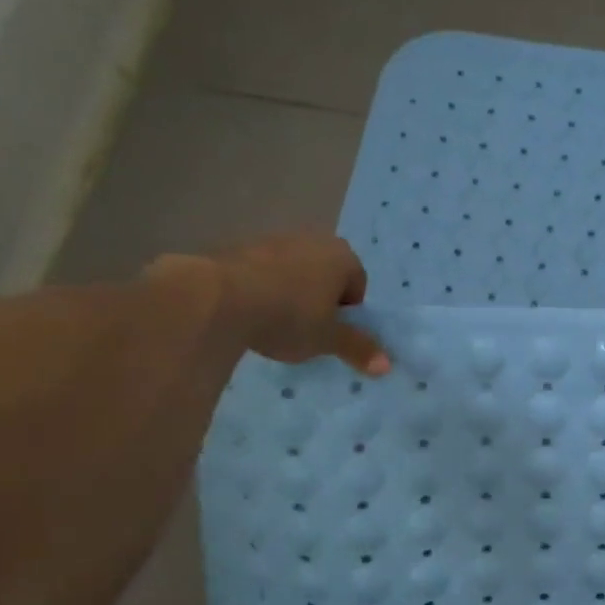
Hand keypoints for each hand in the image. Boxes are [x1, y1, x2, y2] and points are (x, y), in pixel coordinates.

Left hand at [163, 233, 388, 373]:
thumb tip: (387, 366)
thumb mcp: (328, 339)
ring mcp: (273, 239)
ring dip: (290, 295)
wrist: (217, 297)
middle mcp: (312, 239)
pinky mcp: (239, 247)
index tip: (330, 333)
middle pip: (326, 276)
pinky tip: (250, 313)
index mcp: (342, 256)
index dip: (347, 313)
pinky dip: (262, 289)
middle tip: (306, 330)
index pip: (357, 286)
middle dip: (320, 301)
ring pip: (293, 273)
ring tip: (274, 323)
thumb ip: (358, 349)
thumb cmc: (289, 315)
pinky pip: (263, 272)